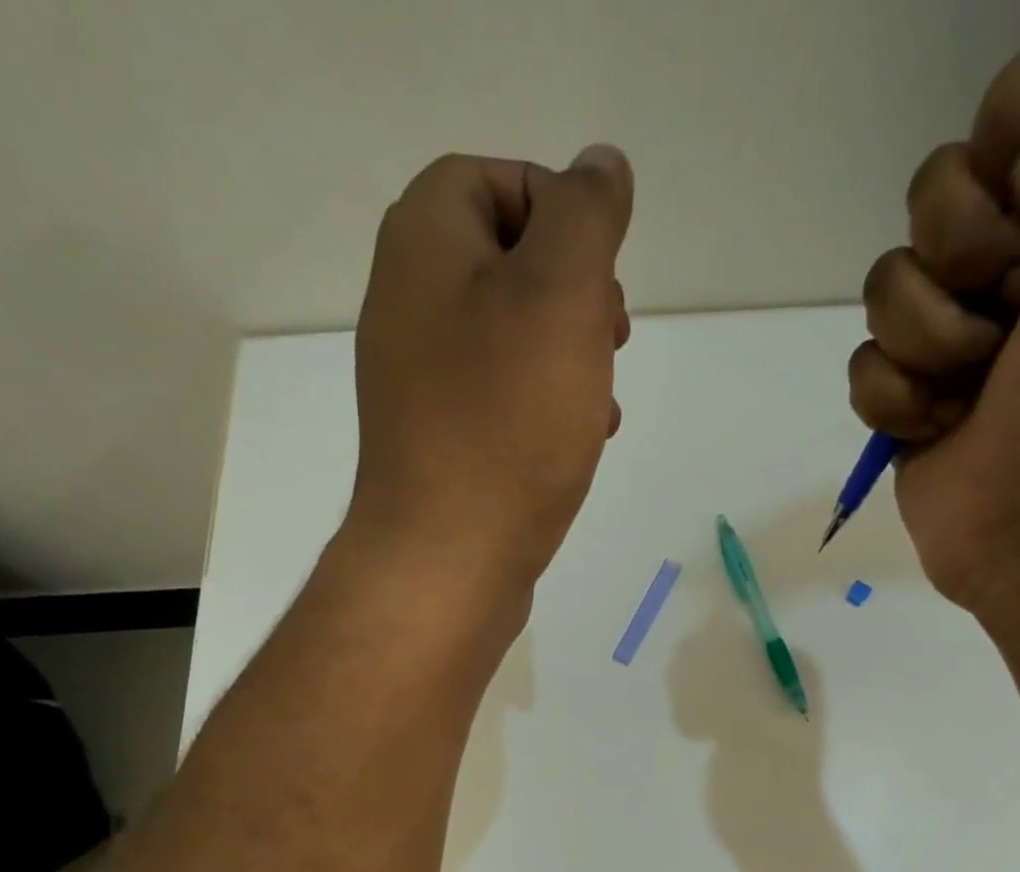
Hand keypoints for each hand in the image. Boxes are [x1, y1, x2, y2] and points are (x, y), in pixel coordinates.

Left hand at [348, 146, 633, 602]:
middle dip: (572, 289)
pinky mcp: (444, 440)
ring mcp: (422, 379)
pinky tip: (581, 439)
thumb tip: (601, 166)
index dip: (559, 210)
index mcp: (423, 245)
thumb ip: (585, 216)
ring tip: (602, 398)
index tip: (601, 274)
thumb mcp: (560, 296)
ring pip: (513, 335)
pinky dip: (548, 404)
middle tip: (610, 336)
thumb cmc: (507, 423)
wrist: (450, 558)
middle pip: (504, 259)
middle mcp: (409, 303)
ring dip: (570, 354)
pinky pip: (504, 396)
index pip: (492, 178)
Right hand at [850, 0, 1019, 617]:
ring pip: (886, 283)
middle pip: (933, 191)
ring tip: (978, 388)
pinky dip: (898, 399)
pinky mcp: (906, 399)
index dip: (1014, 141)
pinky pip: (864, 365)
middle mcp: (1017, 258)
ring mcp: (952, 335)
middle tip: (1018, 316)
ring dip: (933, 340)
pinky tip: (940, 428)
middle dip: (968, 255)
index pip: (1015, 101)